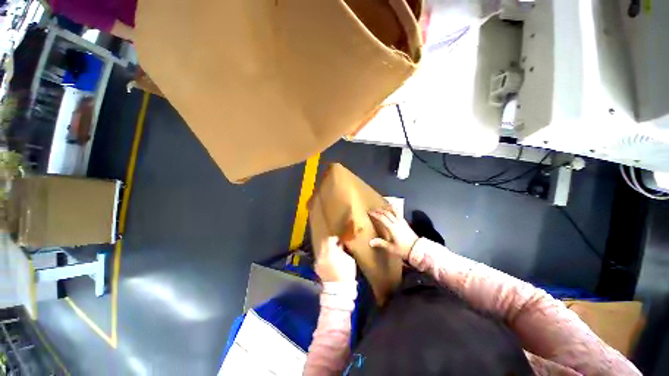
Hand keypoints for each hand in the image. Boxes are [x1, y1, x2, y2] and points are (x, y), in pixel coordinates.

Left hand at [315, 237, 356, 282]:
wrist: (338, 290)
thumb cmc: (346, 273)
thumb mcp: (349, 259)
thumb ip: (342, 251)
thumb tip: (339, 246)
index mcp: (330, 252)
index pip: (329, 240)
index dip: (334, 238)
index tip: (338, 240)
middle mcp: (322, 255)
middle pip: (323, 244)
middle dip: (328, 243)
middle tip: (335, 245)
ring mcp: (318, 262)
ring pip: (321, 251)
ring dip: (326, 250)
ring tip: (332, 253)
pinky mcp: (316, 268)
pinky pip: (320, 258)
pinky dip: (324, 257)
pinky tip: (329, 261)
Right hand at [368, 208, 418, 259]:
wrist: (418, 249)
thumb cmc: (403, 249)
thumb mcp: (391, 248)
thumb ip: (381, 243)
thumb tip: (370, 242)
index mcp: (392, 228)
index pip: (382, 218)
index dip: (375, 214)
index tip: (369, 212)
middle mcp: (397, 222)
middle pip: (387, 213)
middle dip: (379, 210)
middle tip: (373, 209)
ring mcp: (402, 222)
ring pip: (394, 211)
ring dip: (388, 208)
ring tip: (383, 206)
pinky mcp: (406, 223)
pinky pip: (399, 214)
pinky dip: (395, 210)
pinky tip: (394, 210)